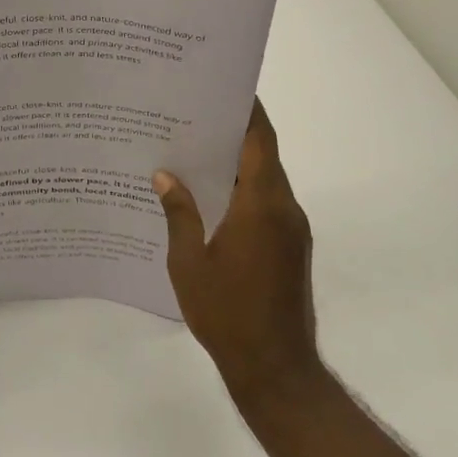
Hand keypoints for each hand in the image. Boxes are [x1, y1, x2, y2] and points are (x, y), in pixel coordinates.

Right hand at [154, 100, 321, 405]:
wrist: (276, 370)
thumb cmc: (227, 313)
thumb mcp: (189, 262)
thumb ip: (179, 213)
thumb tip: (165, 175)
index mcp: (262, 205)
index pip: (260, 140)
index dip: (246, 109)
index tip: (221, 86)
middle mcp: (284, 209)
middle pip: (263, 154)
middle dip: (232, 130)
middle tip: (190, 113)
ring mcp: (292, 229)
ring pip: (265, 179)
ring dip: (236, 161)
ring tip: (192, 148)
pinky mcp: (291, 247)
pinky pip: (266, 202)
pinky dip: (242, 187)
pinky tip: (208, 194)